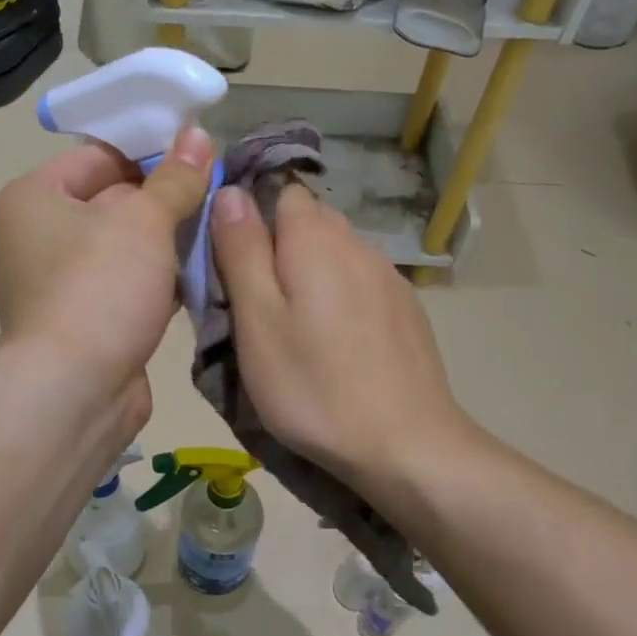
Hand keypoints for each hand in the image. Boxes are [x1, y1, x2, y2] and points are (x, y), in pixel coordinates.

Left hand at [0, 126, 214, 416]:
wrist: (75, 390)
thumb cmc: (99, 287)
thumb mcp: (143, 221)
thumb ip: (174, 178)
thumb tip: (197, 136)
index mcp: (31, 198)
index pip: (96, 156)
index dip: (148, 154)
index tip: (198, 161)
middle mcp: (33, 236)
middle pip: (109, 201)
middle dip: (161, 202)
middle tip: (214, 198)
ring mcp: (53, 282)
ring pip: (120, 247)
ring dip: (163, 244)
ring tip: (212, 234)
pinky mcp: (79, 320)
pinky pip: (121, 284)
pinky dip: (154, 281)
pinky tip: (195, 278)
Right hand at [209, 182, 477, 490]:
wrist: (405, 444)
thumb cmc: (313, 385)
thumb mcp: (257, 321)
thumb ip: (241, 251)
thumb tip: (230, 191)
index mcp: (314, 240)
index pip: (280, 192)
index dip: (252, 218)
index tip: (233, 262)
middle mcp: (357, 243)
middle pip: (310, 220)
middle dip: (280, 246)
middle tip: (258, 301)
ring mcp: (388, 276)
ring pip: (337, 251)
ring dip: (312, 271)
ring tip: (296, 325)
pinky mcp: (407, 308)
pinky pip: (362, 281)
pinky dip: (341, 295)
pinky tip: (338, 341)